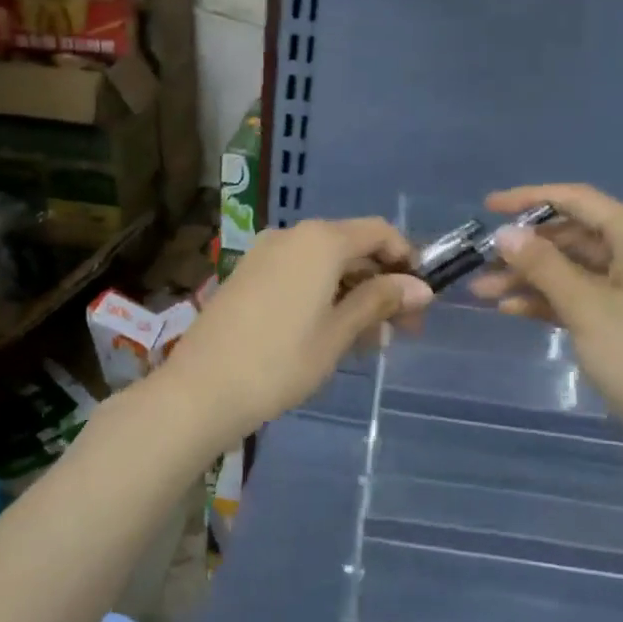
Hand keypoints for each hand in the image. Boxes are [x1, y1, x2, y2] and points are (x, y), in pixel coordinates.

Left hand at [165, 218, 432, 440]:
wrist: (201, 389)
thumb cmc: (280, 361)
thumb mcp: (339, 333)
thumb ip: (379, 301)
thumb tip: (422, 287)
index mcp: (320, 241)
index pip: (379, 232)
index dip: (407, 259)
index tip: (421, 299)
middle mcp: (292, 236)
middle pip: (352, 247)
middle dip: (382, 284)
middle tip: (400, 331)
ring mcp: (265, 254)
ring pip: (325, 265)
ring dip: (354, 295)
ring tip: (367, 342)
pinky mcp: (248, 276)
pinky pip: (299, 275)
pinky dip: (324, 297)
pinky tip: (332, 335)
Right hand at [471, 184, 622, 455]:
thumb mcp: (586, 307)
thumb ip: (542, 266)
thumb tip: (504, 232)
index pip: (578, 201)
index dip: (530, 199)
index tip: (487, 207)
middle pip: (573, 237)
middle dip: (525, 250)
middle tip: (480, 265)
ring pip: (573, 270)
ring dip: (530, 279)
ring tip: (484, 294)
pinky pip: (581, 298)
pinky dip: (549, 301)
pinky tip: (513, 311)